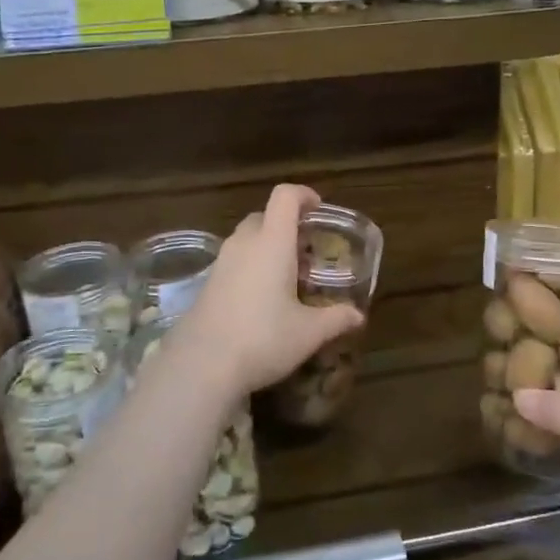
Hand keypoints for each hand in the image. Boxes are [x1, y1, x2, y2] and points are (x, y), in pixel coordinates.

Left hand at [175, 184, 363, 400]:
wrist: (202, 364)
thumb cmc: (263, 339)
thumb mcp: (308, 333)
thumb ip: (336, 318)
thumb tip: (358, 315)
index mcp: (272, 242)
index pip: (285, 196)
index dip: (304, 194)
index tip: (318, 209)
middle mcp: (244, 243)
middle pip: (265, 216)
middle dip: (287, 226)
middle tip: (307, 253)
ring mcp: (221, 261)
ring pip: (247, 238)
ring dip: (267, 246)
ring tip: (287, 278)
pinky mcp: (207, 282)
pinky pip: (234, 259)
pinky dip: (251, 265)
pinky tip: (262, 299)